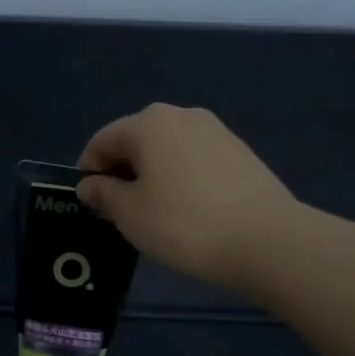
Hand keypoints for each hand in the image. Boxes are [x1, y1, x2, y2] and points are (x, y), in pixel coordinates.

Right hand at [77, 104, 297, 291]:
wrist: (266, 240)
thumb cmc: (183, 223)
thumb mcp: (129, 213)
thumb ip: (103, 193)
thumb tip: (90, 184)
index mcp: (148, 122)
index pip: (102, 140)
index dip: (87, 171)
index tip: (88, 203)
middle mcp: (182, 115)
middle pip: (136, 140)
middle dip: (121, 171)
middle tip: (118, 211)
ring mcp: (216, 131)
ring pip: (167, 150)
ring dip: (152, 175)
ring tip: (153, 213)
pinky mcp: (240, 152)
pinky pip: (194, 161)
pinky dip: (180, 179)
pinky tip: (186, 211)